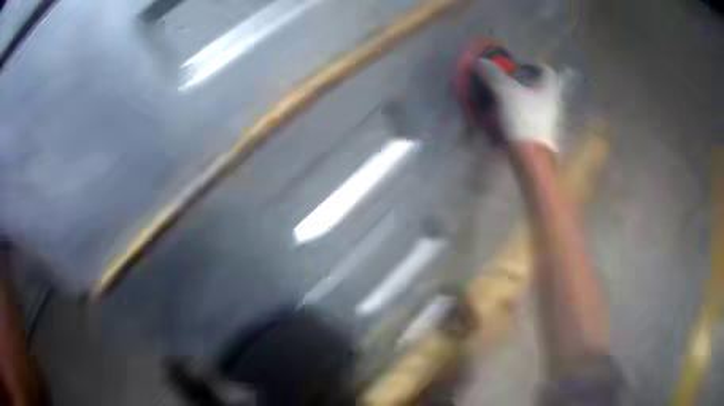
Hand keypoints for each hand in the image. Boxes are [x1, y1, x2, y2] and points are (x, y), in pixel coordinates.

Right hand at [476, 60, 563, 151]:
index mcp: (549, 89)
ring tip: (503, 99)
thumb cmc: (524, 120)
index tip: (518, 67)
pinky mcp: (541, 134)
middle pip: (540, 87)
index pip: (547, 71)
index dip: (533, 65)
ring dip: (521, 98)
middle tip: (507, 81)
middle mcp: (552, 103)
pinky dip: (520, 113)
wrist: (531, 157)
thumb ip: (493, 75)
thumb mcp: (505, 92)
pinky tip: (506, 117)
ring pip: (535, 103)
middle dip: (524, 82)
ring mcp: (548, 121)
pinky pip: (531, 117)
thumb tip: (480, 61)